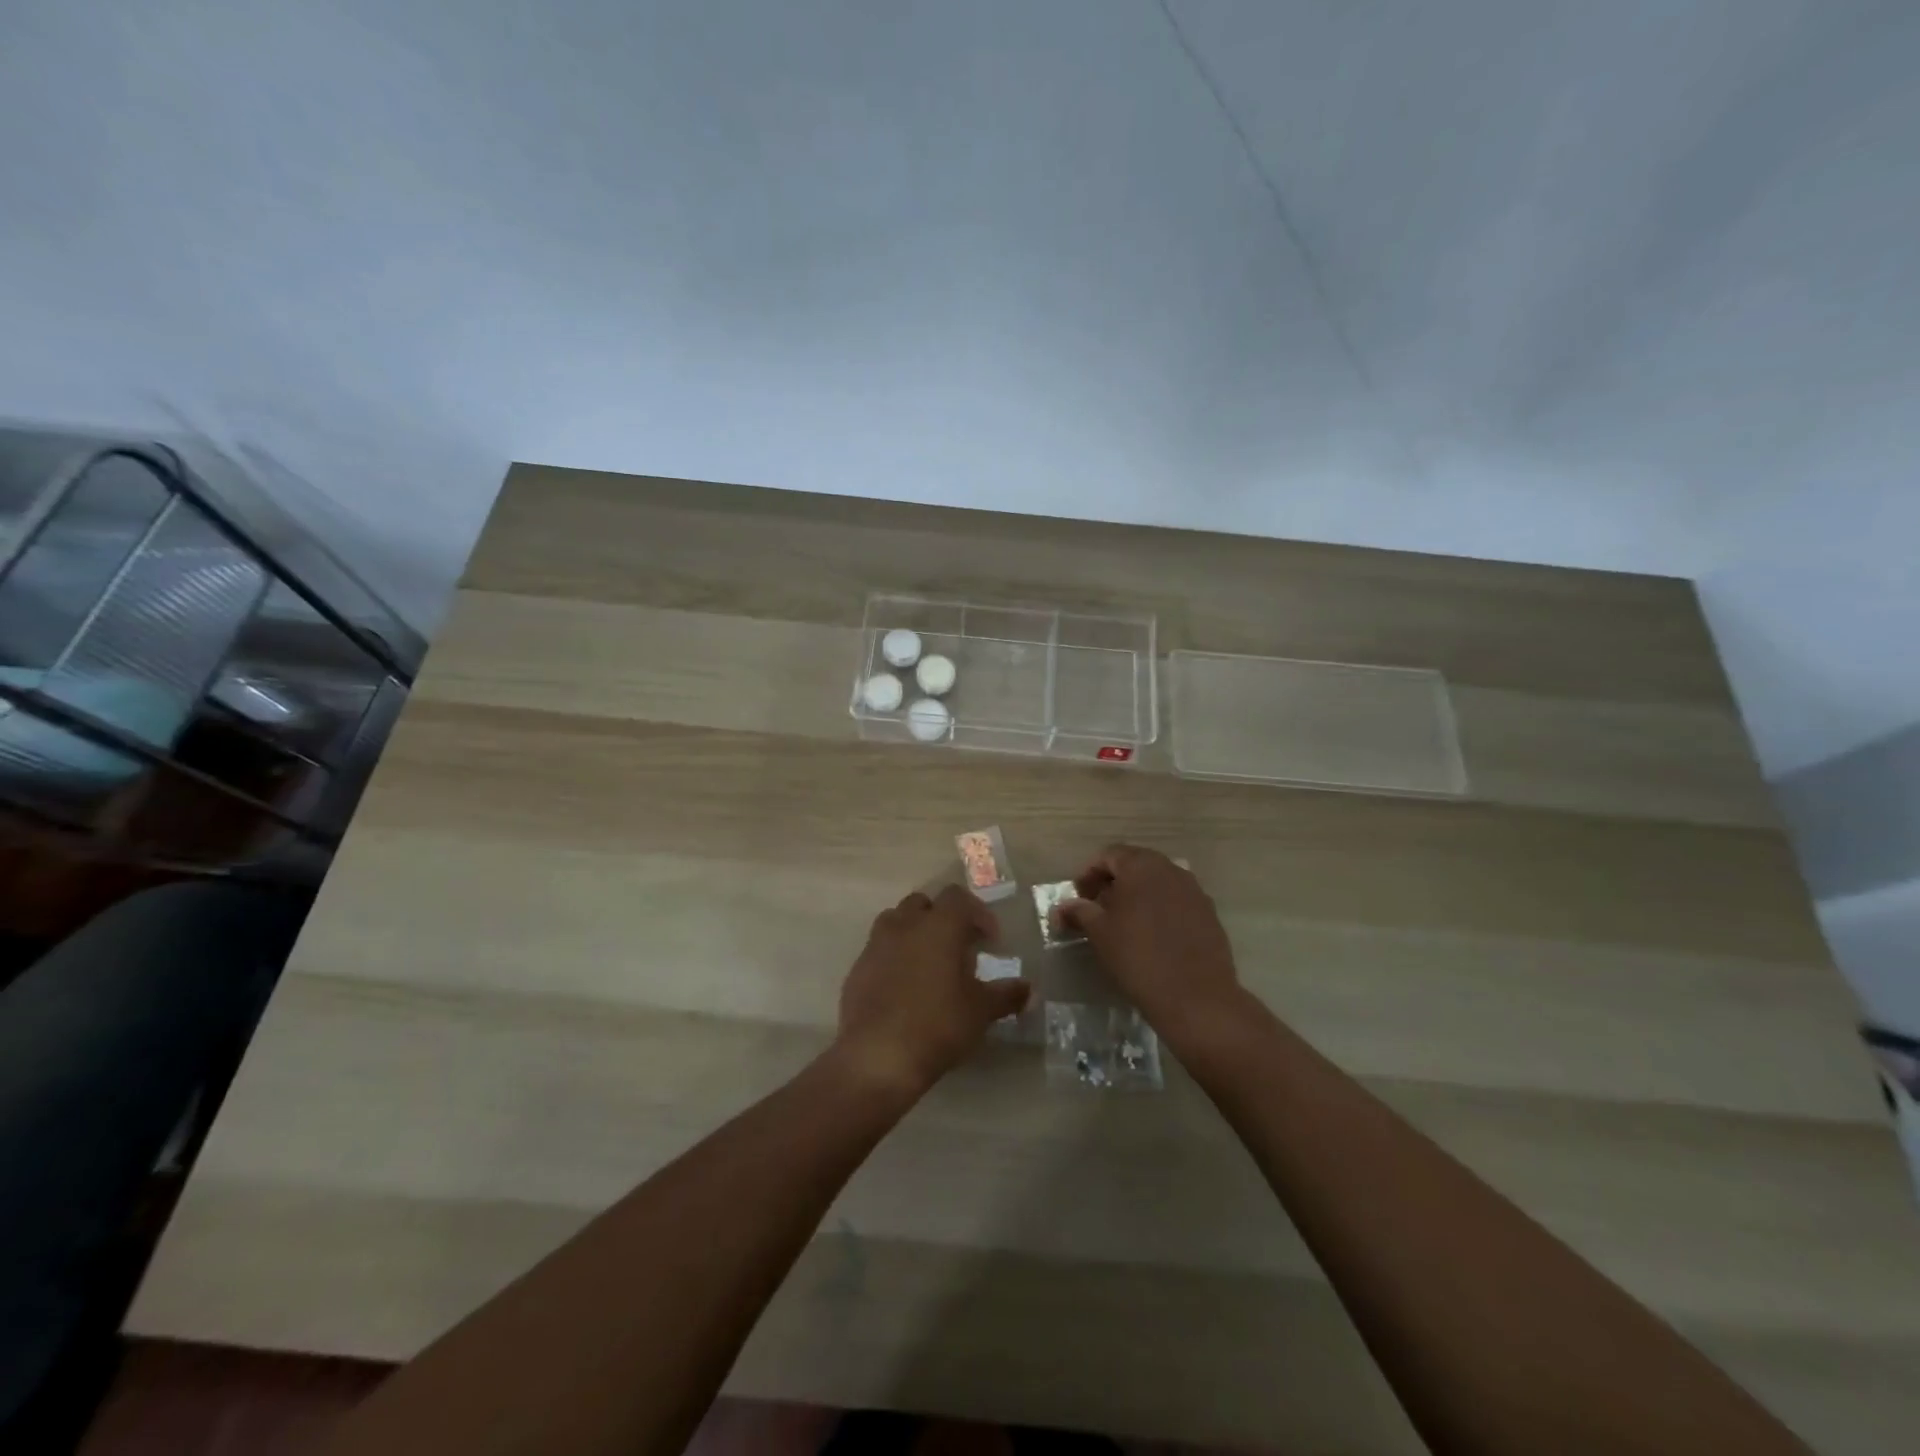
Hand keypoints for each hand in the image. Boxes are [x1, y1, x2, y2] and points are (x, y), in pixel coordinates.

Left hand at [836, 885, 1030, 1095]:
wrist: (877, 1056)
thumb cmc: (937, 1024)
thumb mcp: (980, 1011)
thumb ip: (1006, 995)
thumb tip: (1030, 990)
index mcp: (938, 925)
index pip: (958, 897)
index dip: (978, 913)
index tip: (990, 941)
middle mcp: (905, 925)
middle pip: (924, 904)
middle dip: (943, 919)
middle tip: (960, 948)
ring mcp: (876, 944)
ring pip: (897, 921)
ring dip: (915, 933)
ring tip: (930, 964)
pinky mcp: (857, 968)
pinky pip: (879, 949)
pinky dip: (894, 957)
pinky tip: (905, 988)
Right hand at [1058, 844, 1245, 1047]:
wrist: (1195, 996)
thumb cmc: (1138, 956)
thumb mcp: (1099, 933)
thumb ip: (1079, 912)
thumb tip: (1061, 907)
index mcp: (1141, 865)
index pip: (1109, 855)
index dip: (1089, 873)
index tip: (1078, 896)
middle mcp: (1171, 869)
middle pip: (1135, 865)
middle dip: (1113, 882)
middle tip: (1097, 907)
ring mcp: (1194, 890)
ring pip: (1158, 883)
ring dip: (1138, 895)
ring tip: (1123, 922)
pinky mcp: (1209, 913)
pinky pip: (1177, 901)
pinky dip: (1160, 909)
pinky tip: (1152, 936)